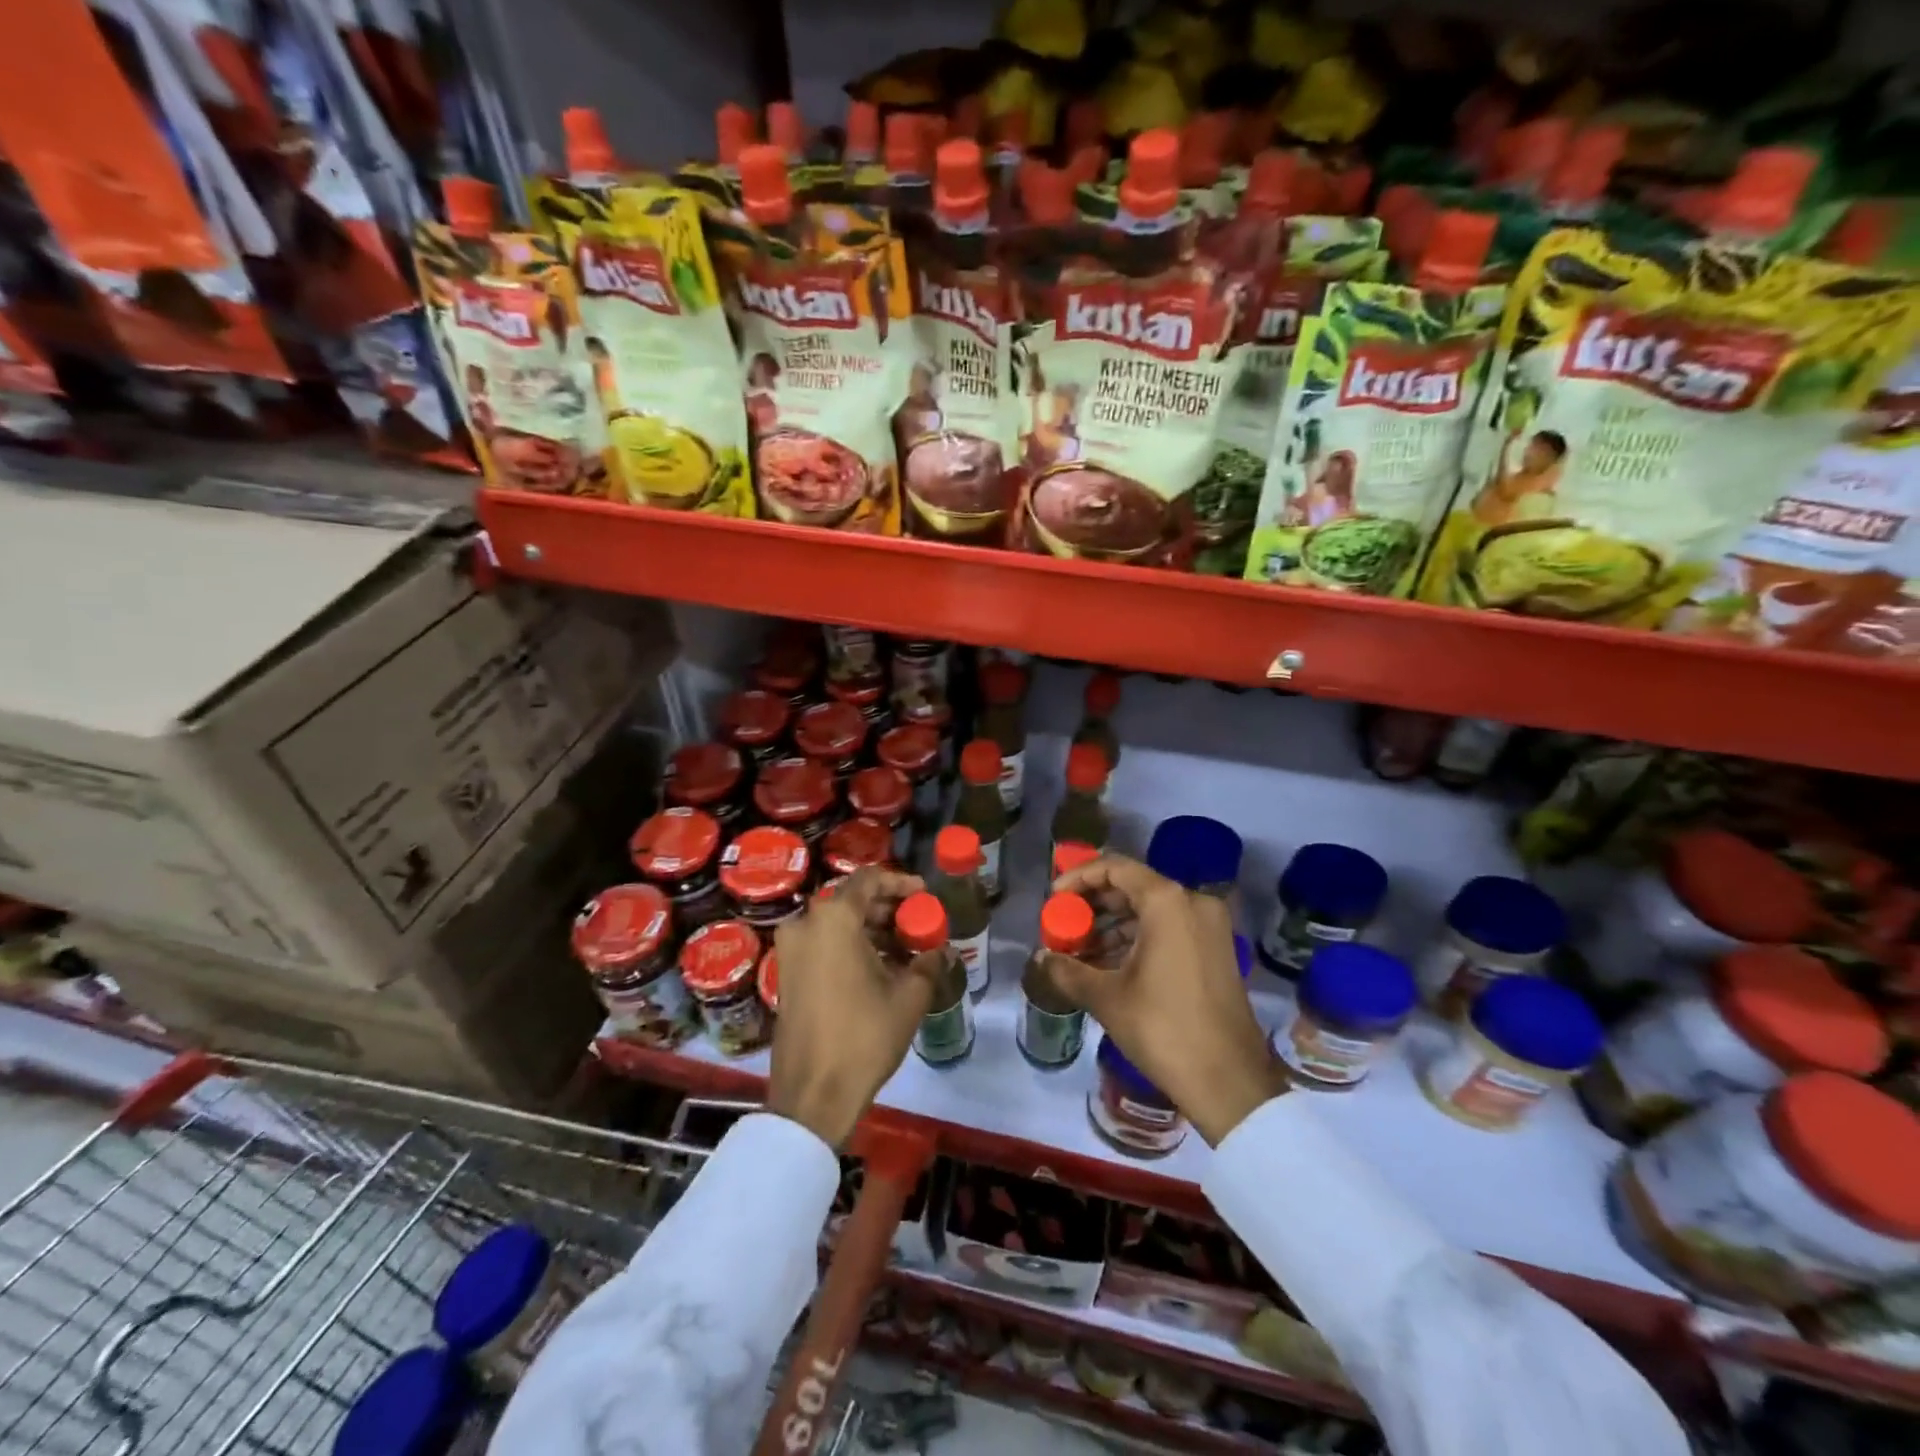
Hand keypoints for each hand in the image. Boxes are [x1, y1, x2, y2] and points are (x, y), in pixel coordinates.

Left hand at [766, 867, 936, 1148]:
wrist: (813, 1093)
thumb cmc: (864, 1036)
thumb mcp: (908, 997)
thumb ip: (927, 963)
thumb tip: (940, 951)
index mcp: (833, 918)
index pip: (869, 879)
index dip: (900, 882)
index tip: (923, 894)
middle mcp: (806, 924)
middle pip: (851, 899)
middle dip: (887, 908)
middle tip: (916, 922)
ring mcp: (790, 950)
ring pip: (836, 923)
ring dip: (870, 929)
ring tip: (904, 948)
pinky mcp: (786, 974)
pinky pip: (822, 944)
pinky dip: (849, 946)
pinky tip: (878, 967)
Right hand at [1048, 855, 1285, 1145]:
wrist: (1230, 1082)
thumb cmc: (1163, 1029)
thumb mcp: (1107, 998)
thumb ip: (1068, 970)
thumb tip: (1040, 959)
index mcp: (1168, 902)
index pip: (1115, 868)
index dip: (1078, 877)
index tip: (1054, 899)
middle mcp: (1193, 903)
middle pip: (1133, 887)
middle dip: (1094, 904)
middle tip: (1064, 926)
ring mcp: (1209, 927)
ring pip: (1151, 910)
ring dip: (1113, 925)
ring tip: (1080, 951)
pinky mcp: (1216, 950)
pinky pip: (1169, 929)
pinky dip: (1137, 939)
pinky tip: (1108, 965)